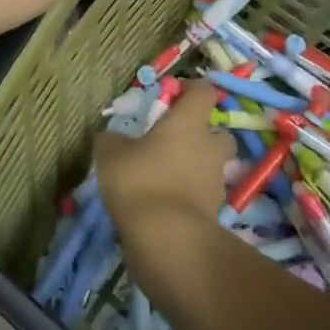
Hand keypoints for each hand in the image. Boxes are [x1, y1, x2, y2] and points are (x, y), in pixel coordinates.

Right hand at [95, 82, 230, 228]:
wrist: (166, 239)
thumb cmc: (140, 180)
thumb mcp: (110, 152)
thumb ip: (113, 139)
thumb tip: (113, 137)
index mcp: (189, 123)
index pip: (204, 92)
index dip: (191, 90)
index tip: (172, 96)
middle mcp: (209, 148)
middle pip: (219, 133)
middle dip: (203, 135)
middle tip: (175, 142)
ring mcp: (216, 183)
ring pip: (213, 166)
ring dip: (196, 167)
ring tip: (166, 176)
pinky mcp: (214, 214)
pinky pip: (203, 195)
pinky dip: (190, 195)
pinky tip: (165, 202)